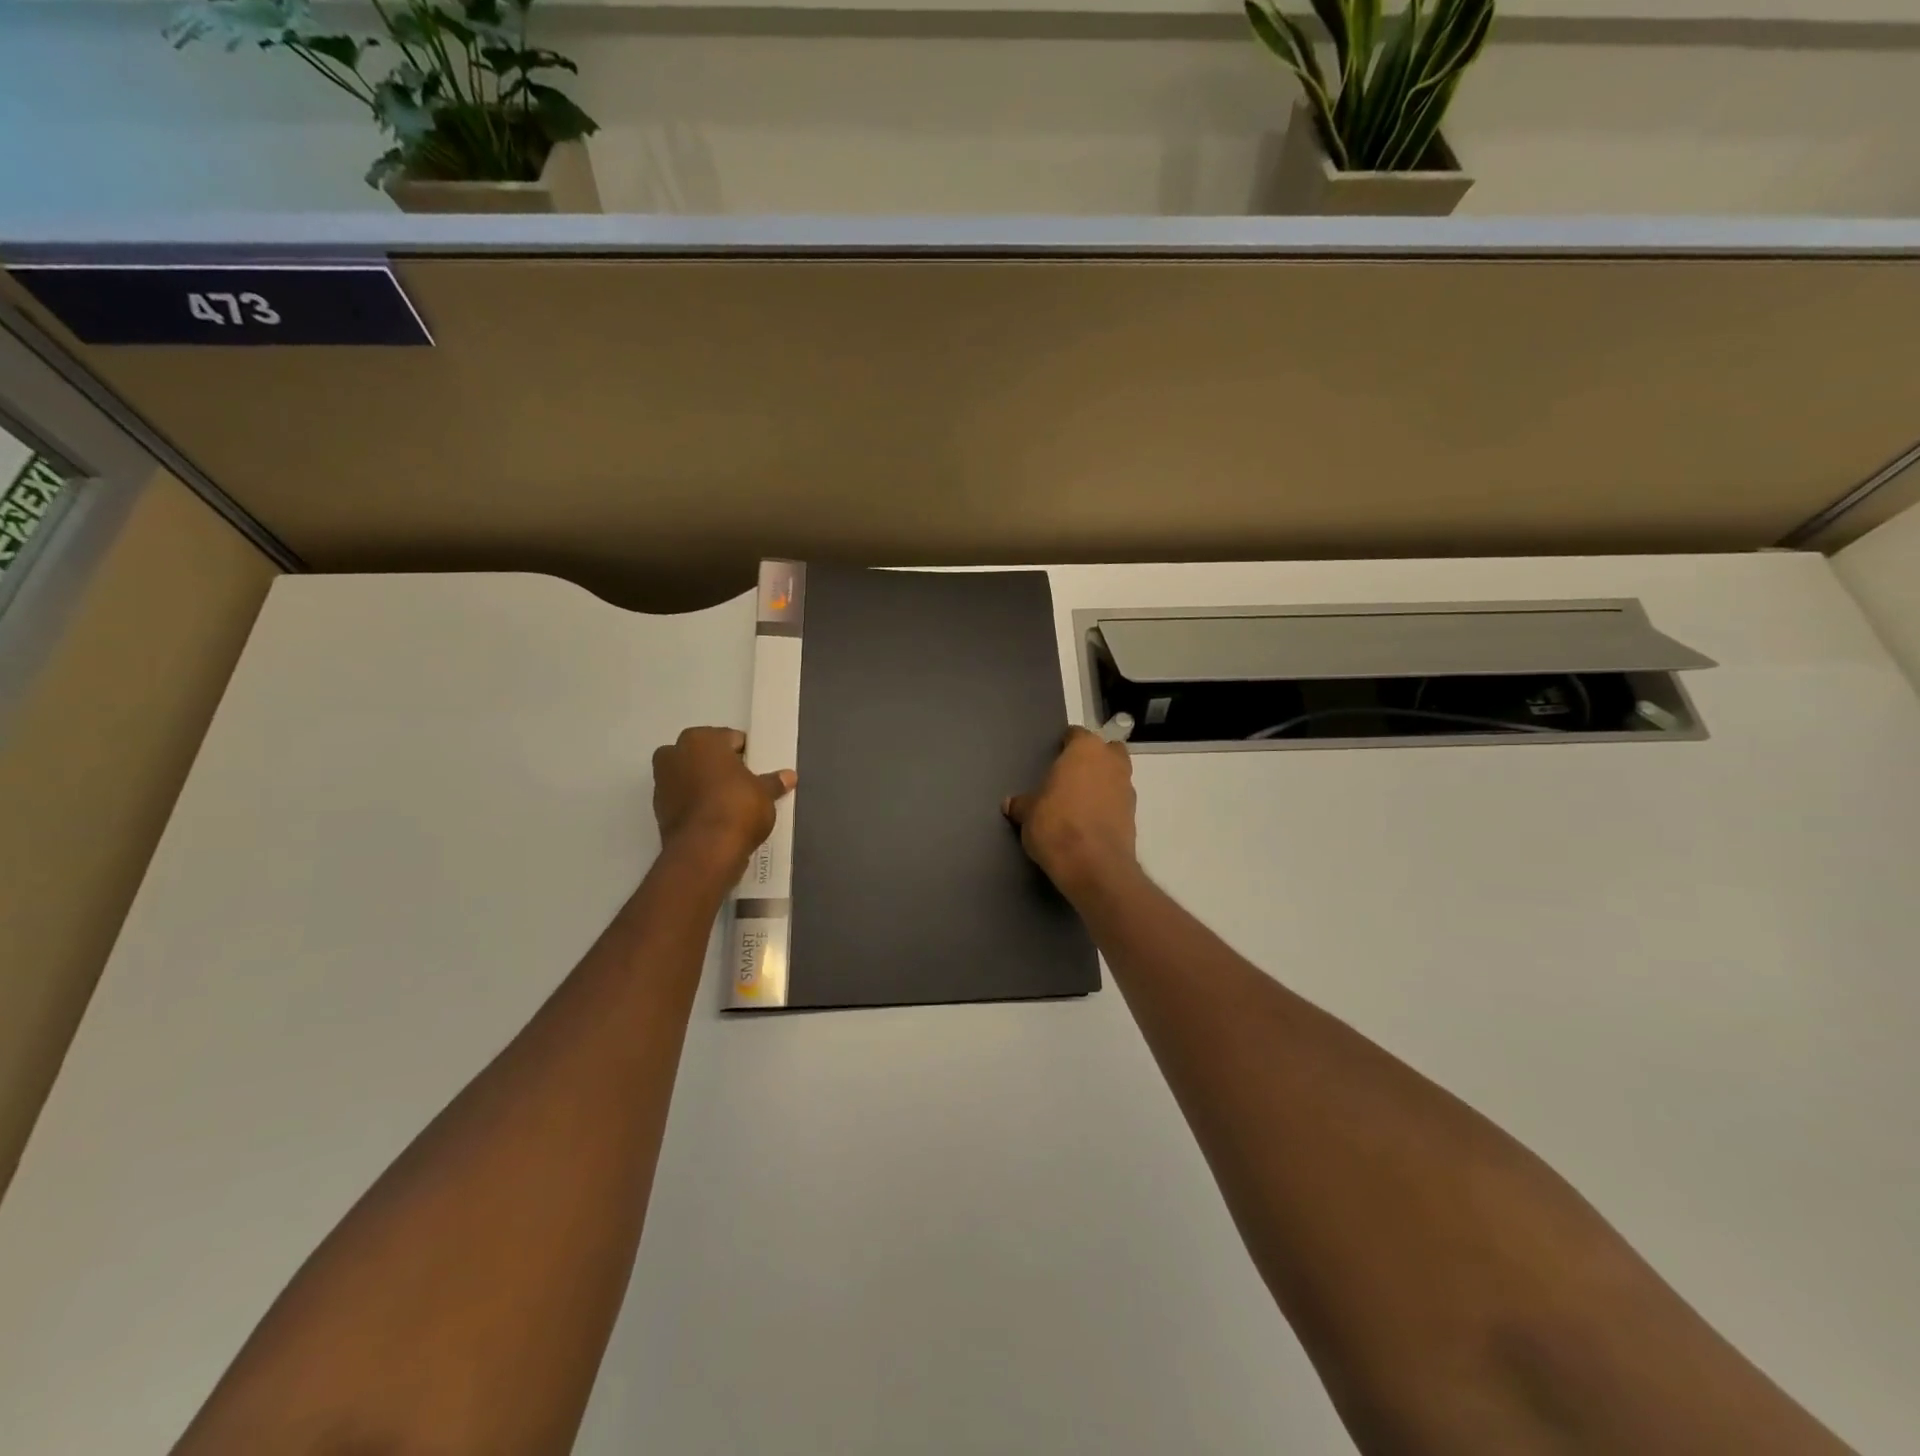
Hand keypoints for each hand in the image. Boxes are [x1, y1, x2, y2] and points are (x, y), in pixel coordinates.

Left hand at [652, 727, 794, 874]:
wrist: (705, 851)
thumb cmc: (737, 806)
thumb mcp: (765, 793)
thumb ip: (773, 782)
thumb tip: (789, 776)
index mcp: (700, 739)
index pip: (730, 739)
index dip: (746, 755)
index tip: (757, 771)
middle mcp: (674, 754)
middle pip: (704, 756)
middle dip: (720, 767)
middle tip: (743, 785)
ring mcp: (661, 783)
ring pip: (690, 777)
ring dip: (705, 786)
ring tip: (730, 805)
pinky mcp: (657, 811)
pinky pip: (683, 800)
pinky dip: (696, 806)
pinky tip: (715, 819)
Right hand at [1003, 727, 1137, 899]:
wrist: (1093, 865)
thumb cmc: (1056, 824)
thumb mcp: (1028, 813)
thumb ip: (1021, 804)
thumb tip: (1010, 804)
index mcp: (1085, 750)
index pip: (1076, 735)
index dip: (1065, 744)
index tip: (1054, 757)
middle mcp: (1111, 762)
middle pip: (1106, 751)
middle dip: (1094, 759)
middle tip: (1072, 776)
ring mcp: (1127, 789)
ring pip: (1116, 776)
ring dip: (1103, 784)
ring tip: (1079, 803)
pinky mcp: (1134, 816)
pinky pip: (1118, 802)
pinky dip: (1108, 807)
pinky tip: (1089, 822)